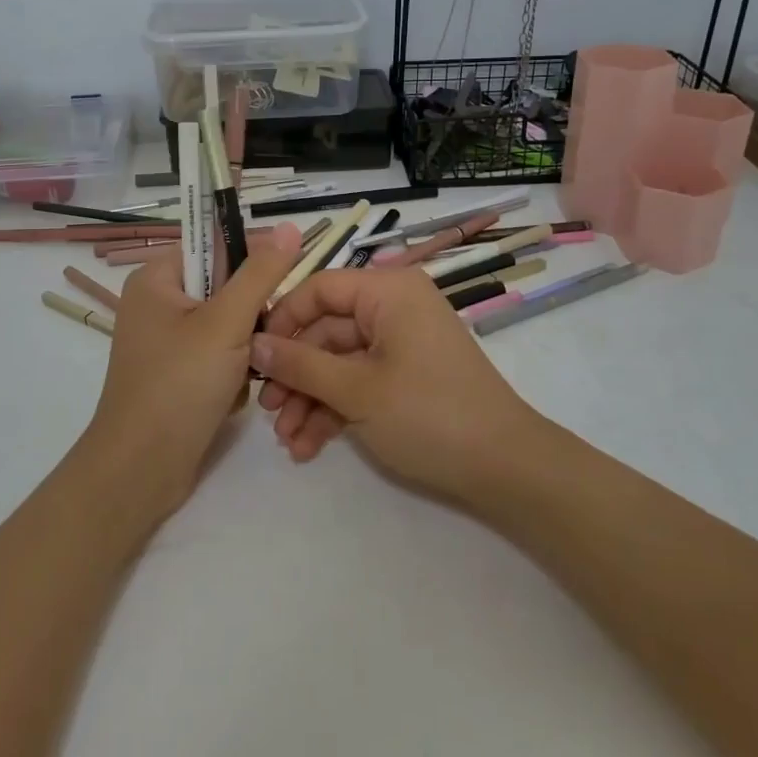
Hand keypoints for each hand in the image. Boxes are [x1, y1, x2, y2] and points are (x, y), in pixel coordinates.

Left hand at [80, 221, 304, 518]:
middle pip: (225, 289)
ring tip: (247, 376)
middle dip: (250, 318)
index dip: (251, 261)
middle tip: (259, 342)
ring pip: (228, 326)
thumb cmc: (178, 385)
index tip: (280, 288)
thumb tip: (290, 226)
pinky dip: (233, 374)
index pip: (214, 245)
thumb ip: (261, 274)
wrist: (141, 471)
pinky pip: (219, 356)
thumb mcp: (226, 323)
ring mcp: (167, 342)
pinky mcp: (178, 374)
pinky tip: (231, 398)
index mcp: (156, 279)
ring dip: (246, 350)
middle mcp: (157, 304)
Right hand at [249, 265, 546, 505]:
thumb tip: (254, 343)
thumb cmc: (428, 414)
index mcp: (388, 292)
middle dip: (296, 375)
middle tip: (267, 411)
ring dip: (310, 400)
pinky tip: (309, 446)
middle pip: (326, 331)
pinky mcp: (406, 377)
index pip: (320, 288)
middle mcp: (394, 309)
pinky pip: (360, 382)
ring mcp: (401, 344)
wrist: (504, 468)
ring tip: (287, 441)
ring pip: (339, 362)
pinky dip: (335, 410)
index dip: (283, 320)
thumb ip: (301, 365)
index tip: (254, 357)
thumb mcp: (357, 390)